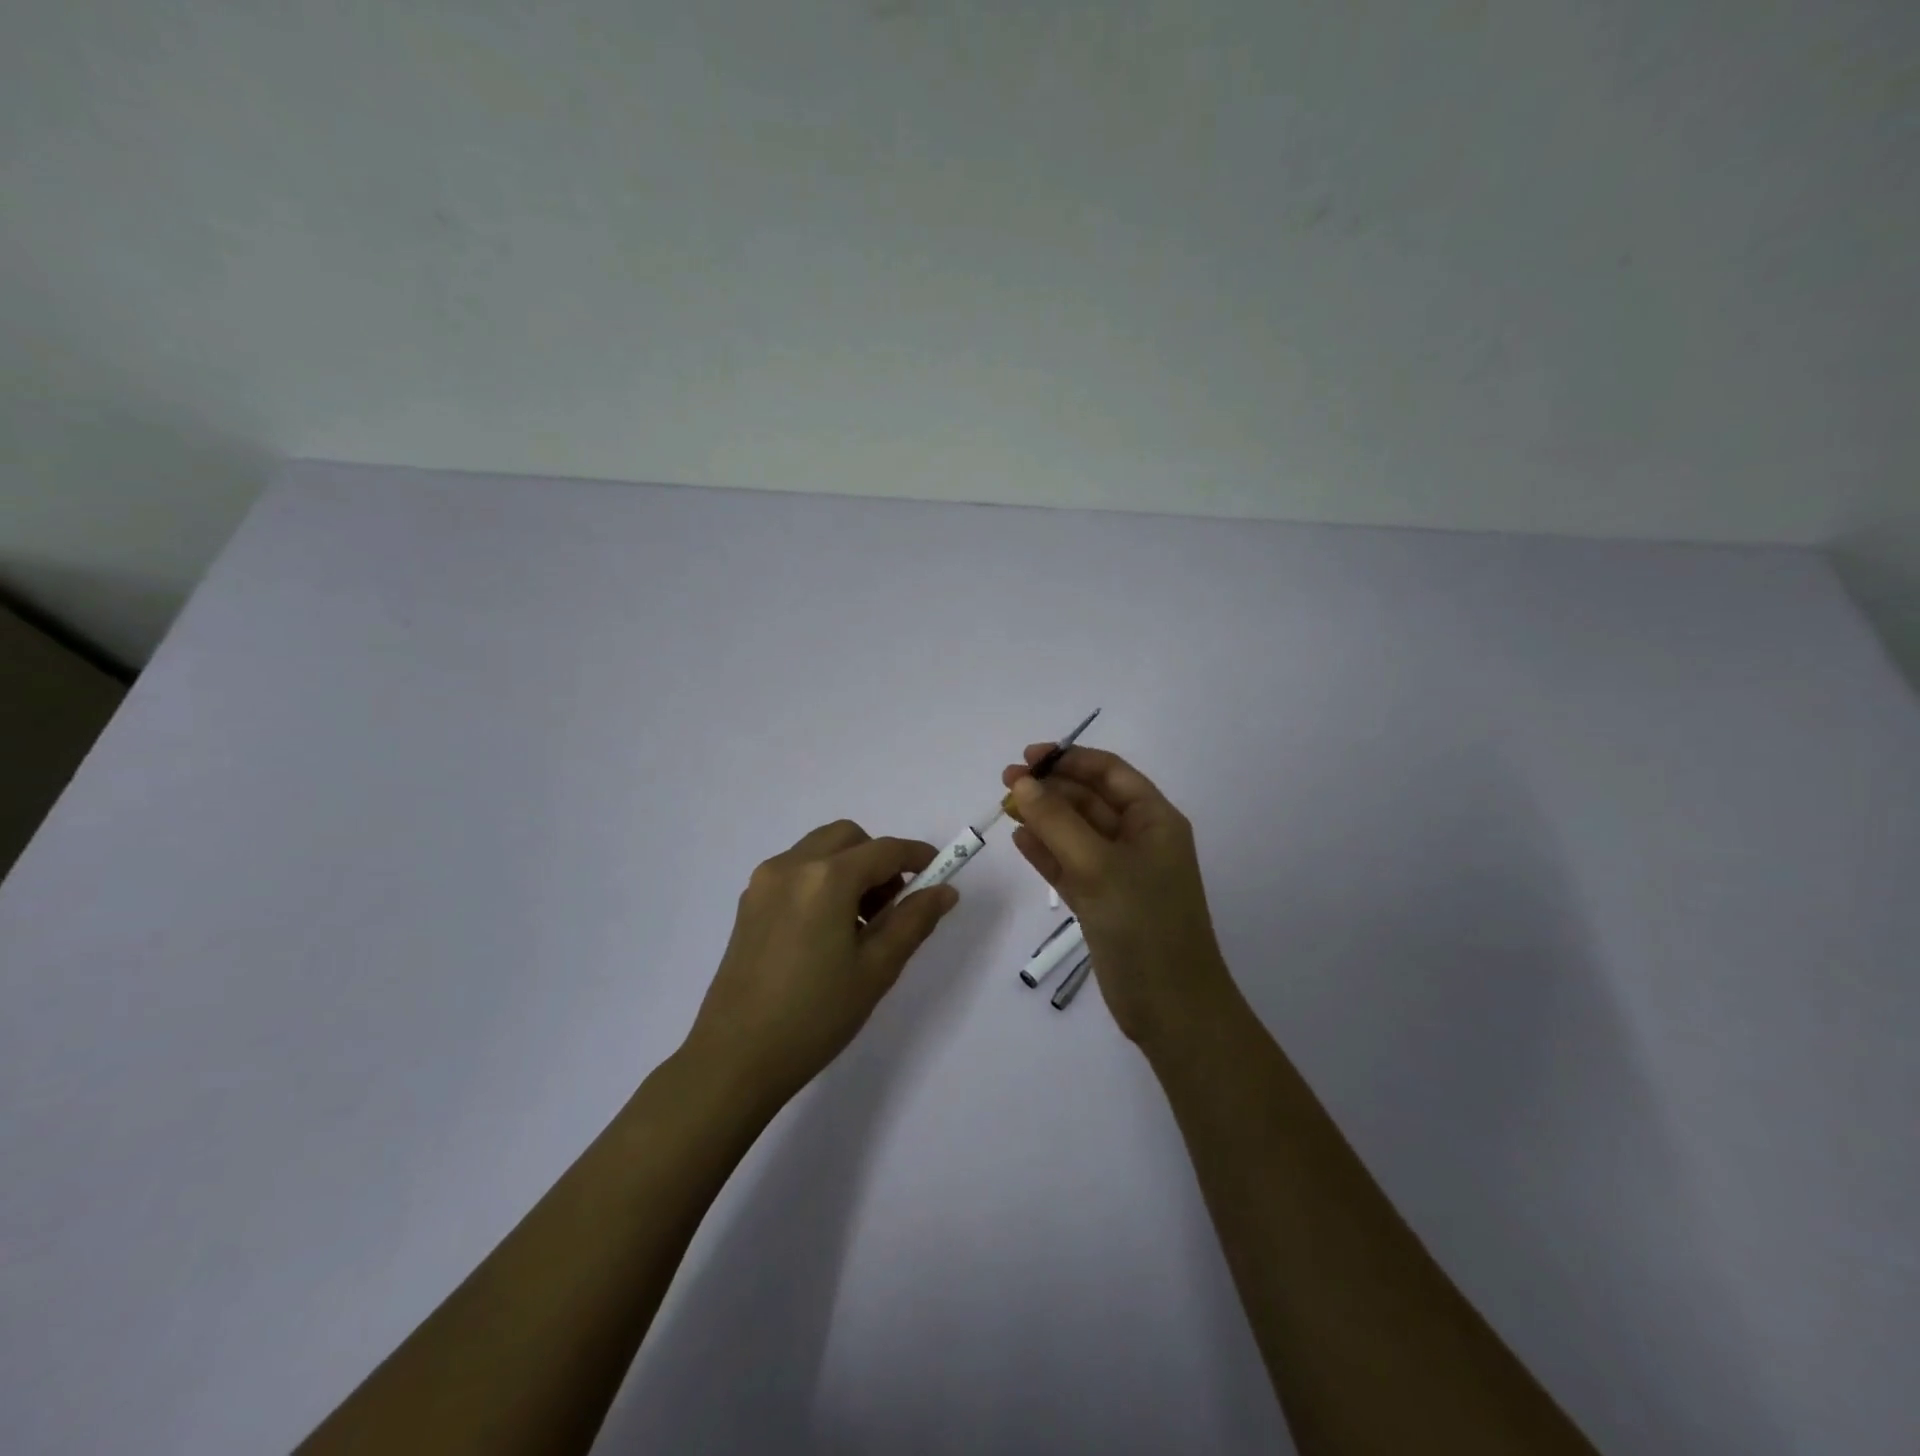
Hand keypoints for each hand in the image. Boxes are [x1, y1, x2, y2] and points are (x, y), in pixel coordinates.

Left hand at [684, 820, 959, 1108]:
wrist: (735, 1058)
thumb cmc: (815, 1015)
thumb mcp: (876, 969)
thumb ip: (913, 921)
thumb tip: (944, 890)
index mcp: (826, 878)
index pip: (884, 850)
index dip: (917, 856)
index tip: (939, 872)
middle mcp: (791, 866)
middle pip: (847, 838)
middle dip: (878, 859)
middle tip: (892, 906)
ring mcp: (764, 882)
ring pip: (819, 850)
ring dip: (848, 868)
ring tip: (859, 925)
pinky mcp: (748, 903)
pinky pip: (795, 871)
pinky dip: (821, 880)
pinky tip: (826, 931)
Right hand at [1003, 747, 1231, 1046]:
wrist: (1170, 1006)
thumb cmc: (1143, 923)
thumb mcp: (1098, 865)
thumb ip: (1057, 821)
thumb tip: (1022, 783)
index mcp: (1154, 820)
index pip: (1110, 773)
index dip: (1070, 759)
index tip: (1028, 757)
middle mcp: (1138, 840)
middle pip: (1090, 800)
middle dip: (1050, 788)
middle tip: (1006, 783)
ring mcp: (1119, 872)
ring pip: (1076, 833)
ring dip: (1044, 818)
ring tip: (1005, 806)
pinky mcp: (1101, 901)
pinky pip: (1069, 865)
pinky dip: (1045, 851)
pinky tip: (1019, 839)